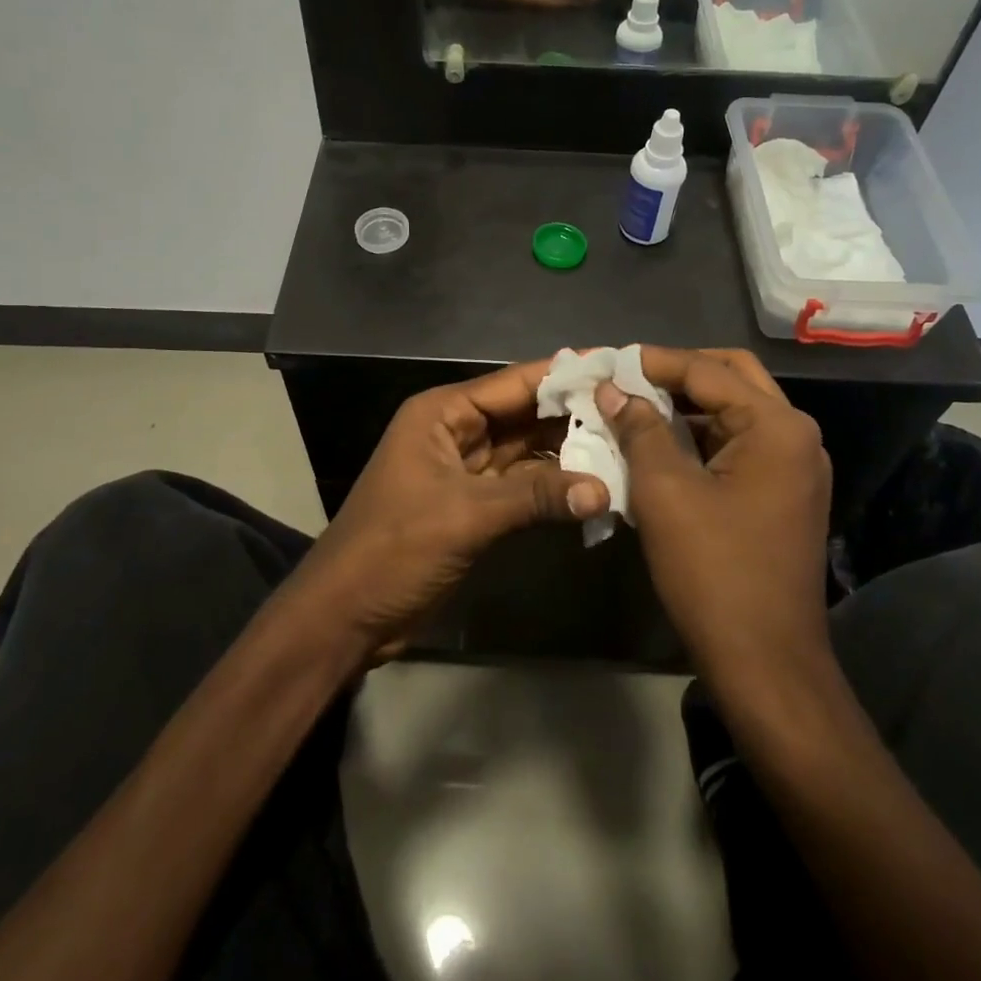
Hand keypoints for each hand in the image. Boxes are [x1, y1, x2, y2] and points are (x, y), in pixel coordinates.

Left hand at [286, 359, 609, 664]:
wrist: (347, 615)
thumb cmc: (394, 548)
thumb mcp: (464, 515)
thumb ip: (535, 497)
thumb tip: (604, 489)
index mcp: (443, 413)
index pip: (514, 383)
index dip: (564, 374)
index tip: (615, 365)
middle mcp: (456, 431)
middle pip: (524, 414)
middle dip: (573, 413)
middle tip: (634, 409)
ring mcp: (466, 469)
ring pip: (526, 450)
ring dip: (568, 451)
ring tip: (626, 445)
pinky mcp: (474, 505)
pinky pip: (522, 485)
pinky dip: (553, 486)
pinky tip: (594, 485)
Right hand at [596, 347, 830, 676]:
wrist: (765, 663)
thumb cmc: (713, 571)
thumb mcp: (665, 492)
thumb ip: (640, 429)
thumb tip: (614, 389)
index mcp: (777, 426)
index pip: (707, 371)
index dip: (654, 362)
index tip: (608, 360)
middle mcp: (796, 436)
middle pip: (732, 379)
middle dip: (678, 373)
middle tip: (628, 378)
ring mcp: (795, 467)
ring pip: (735, 412)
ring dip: (687, 405)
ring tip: (634, 405)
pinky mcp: (784, 494)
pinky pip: (740, 445)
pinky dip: (701, 436)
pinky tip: (661, 443)